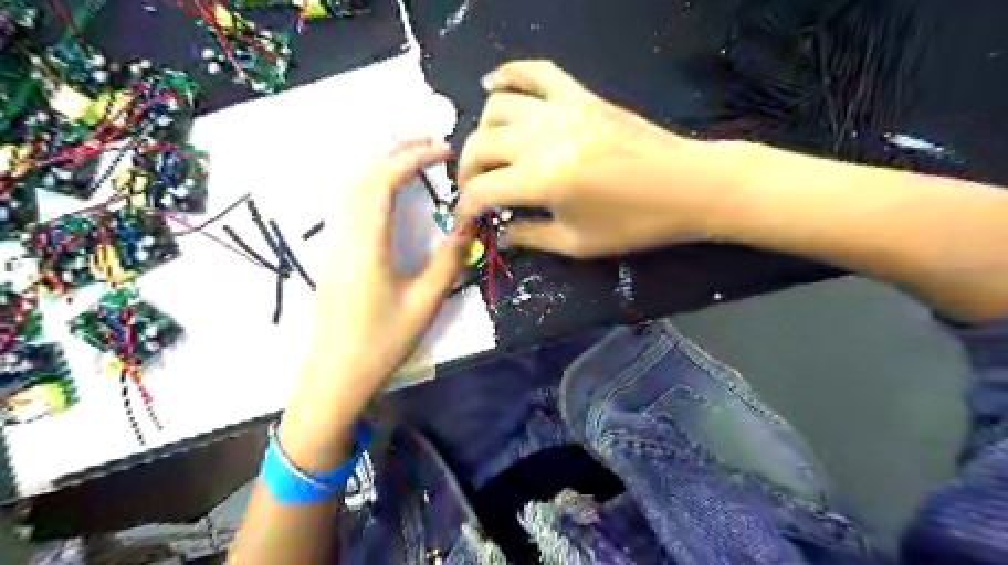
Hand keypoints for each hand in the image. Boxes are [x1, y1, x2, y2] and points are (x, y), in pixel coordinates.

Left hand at [292, 138, 472, 422]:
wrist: (334, 377)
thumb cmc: (381, 344)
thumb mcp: (424, 304)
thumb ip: (449, 261)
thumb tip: (468, 225)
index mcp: (367, 245)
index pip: (384, 181)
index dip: (413, 158)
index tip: (444, 151)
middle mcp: (344, 235)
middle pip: (362, 174)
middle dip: (397, 150)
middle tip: (433, 143)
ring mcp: (334, 243)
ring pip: (351, 186)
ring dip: (382, 164)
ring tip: (415, 158)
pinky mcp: (334, 254)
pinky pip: (349, 203)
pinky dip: (372, 183)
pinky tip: (390, 190)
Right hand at [458, 59, 733, 257]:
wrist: (687, 185)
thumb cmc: (635, 223)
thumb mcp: (578, 243)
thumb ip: (531, 237)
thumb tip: (501, 235)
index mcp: (541, 180)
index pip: (482, 190)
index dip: (466, 208)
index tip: (465, 220)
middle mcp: (542, 138)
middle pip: (481, 145)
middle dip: (467, 172)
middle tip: (475, 191)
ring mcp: (561, 110)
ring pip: (497, 107)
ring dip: (483, 133)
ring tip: (490, 155)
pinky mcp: (579, 96)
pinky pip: (536, 72)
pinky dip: (509, 74)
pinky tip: (493, 86)